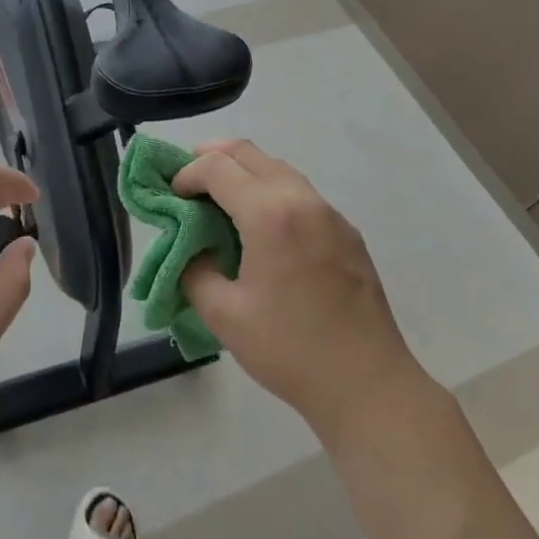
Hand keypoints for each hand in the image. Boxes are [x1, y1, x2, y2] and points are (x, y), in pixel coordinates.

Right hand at [175, 140, 427, 446]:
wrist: (368, 385)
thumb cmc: (290, 350)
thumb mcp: (224, 315)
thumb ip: (194, 271)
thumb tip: (190, 249)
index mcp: (270, 215)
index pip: (218, 167)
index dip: (186, 174)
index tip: (170, 197)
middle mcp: (303, 200)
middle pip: (250, 153)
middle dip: (212, 157)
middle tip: (187, 180)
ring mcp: (331, 214)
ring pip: (278, 168)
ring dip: (244, 171)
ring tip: (219, 199)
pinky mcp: (347, 232)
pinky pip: (300, 192)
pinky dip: (271, 190)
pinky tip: (261, 226)